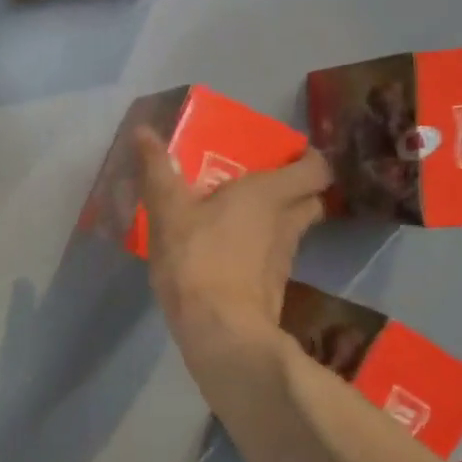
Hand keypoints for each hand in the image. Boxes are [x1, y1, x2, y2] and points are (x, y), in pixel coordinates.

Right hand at [135, 129, 331, 352]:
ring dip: (274, 220)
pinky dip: (259, 249)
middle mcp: (287, 222)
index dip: (310, 158)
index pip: (317, 168)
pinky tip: (229, 252)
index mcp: (269, 194)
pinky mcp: (272, 287)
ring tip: (238, 216)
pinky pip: (273, 257)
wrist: (220, 332)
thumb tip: (143, 130)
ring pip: (292, 229)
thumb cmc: (197, 259)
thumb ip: (158, 170)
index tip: (286, 154)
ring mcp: (283, 258)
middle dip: (294, 189)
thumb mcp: (168, 211)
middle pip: (310, 199)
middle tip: (259, 182)